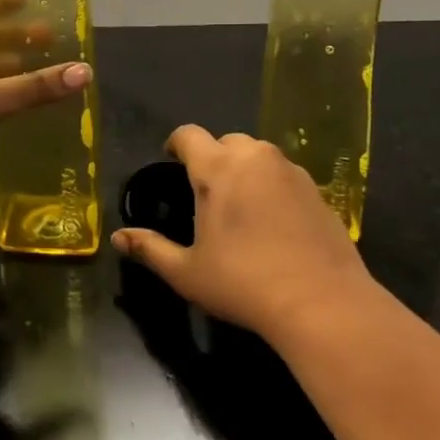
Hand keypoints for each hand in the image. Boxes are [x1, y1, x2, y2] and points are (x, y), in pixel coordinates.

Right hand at [113, 125, 376, 341]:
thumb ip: (150, 248)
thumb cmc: (244, 284)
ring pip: (259, 155)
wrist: (322, 303)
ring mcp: (291, 172)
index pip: (189, 135)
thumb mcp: (187, 272)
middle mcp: (256, 158)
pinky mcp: (318, 190)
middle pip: (226, 141)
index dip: (176, 144)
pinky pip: (284, 174)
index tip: (171, 161)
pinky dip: (272, 185)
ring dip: (244, 168)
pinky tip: (272, 221)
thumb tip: (117, 238)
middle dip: (212, 156)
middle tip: (205, 192)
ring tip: (239, 205)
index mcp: (218, 169)